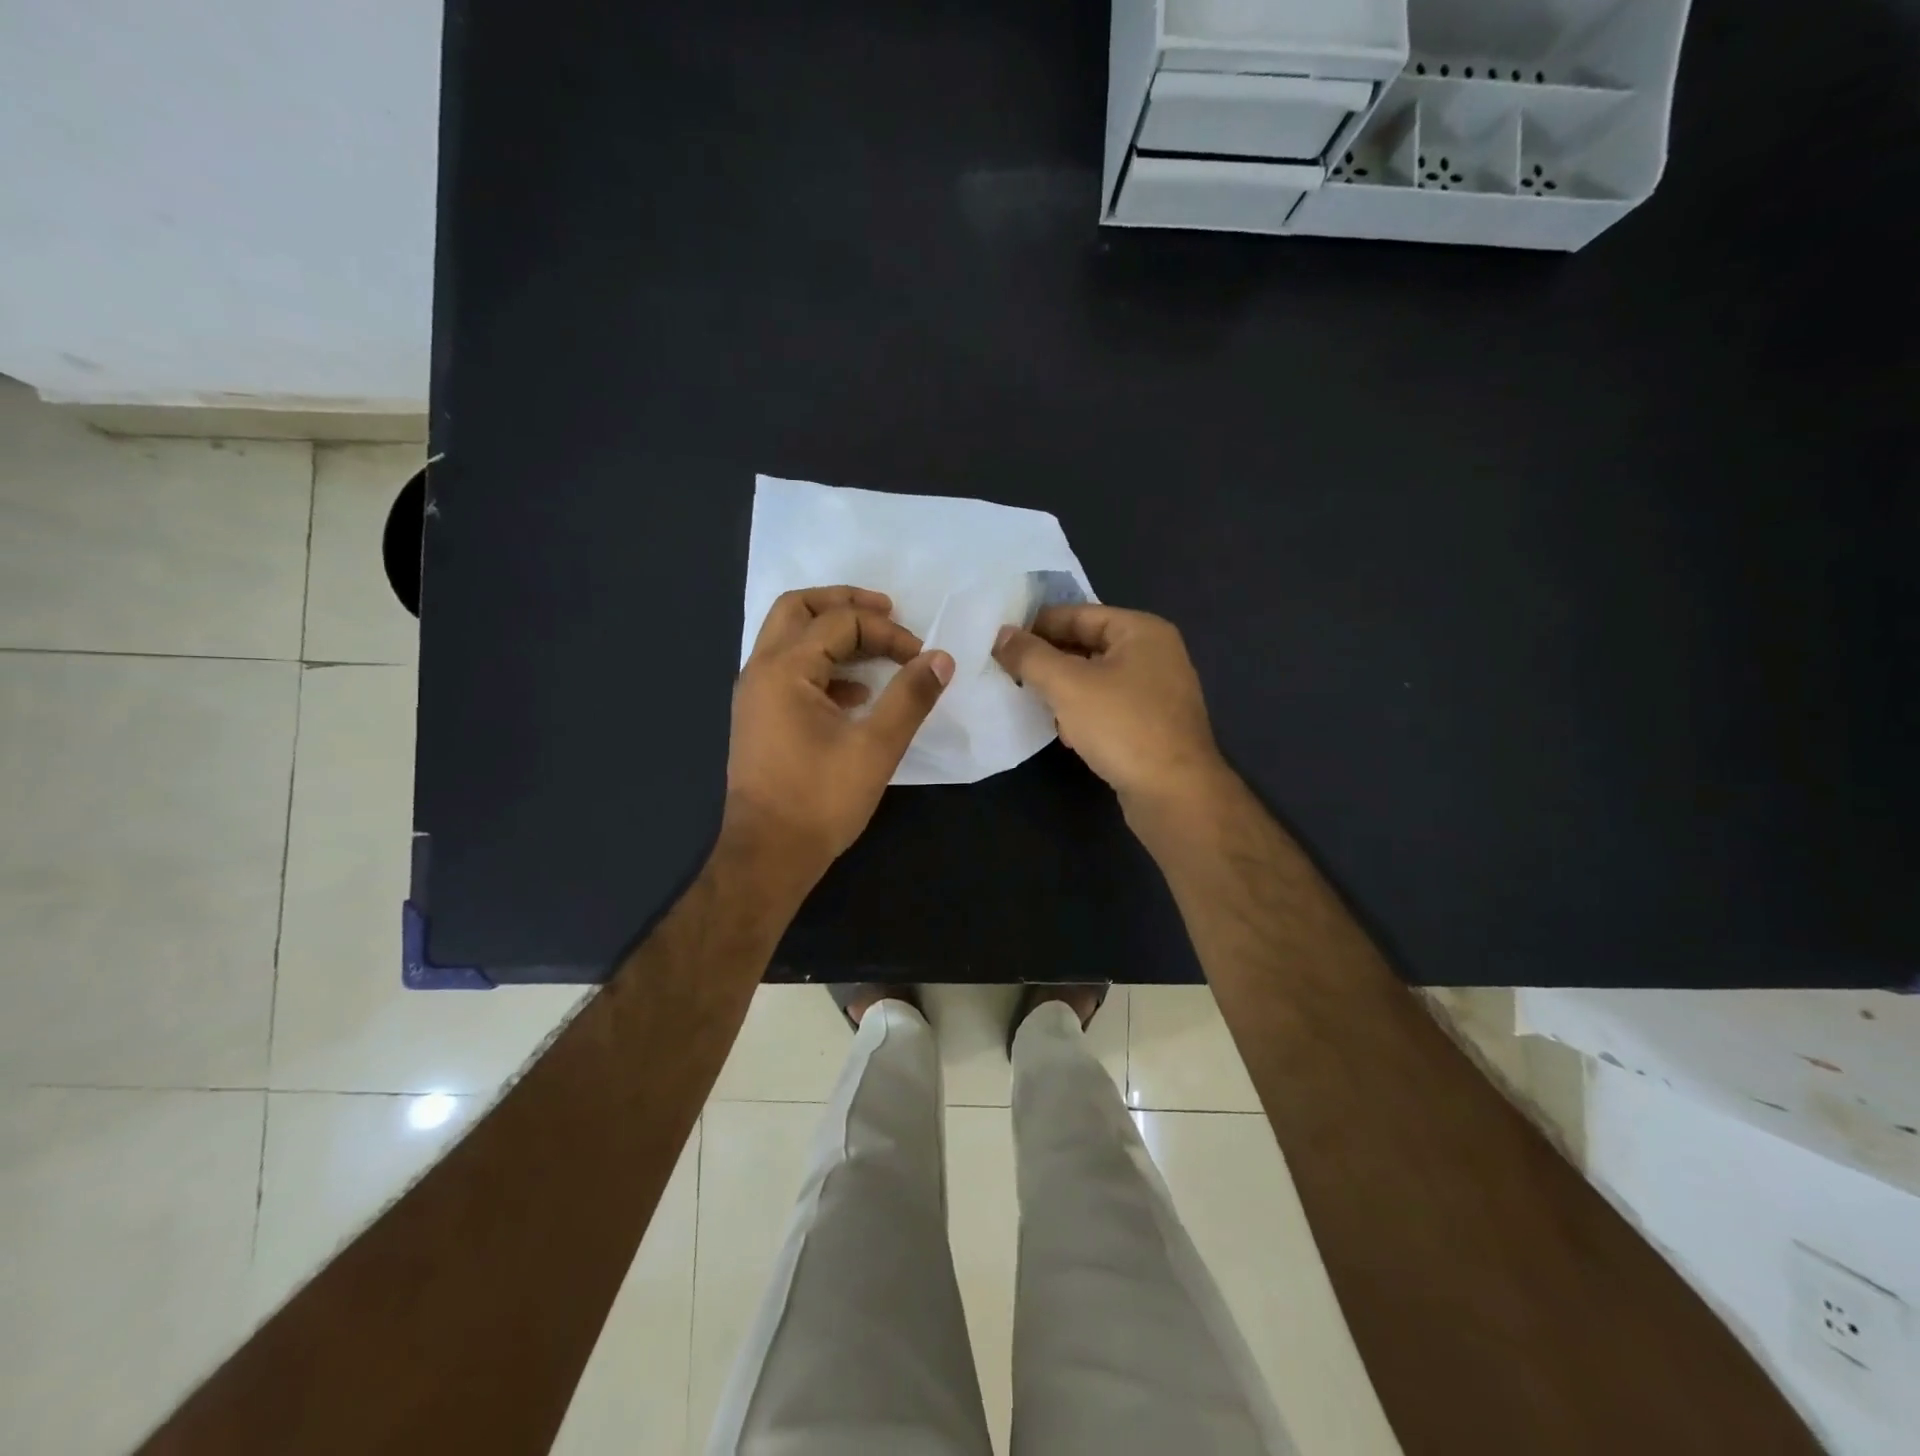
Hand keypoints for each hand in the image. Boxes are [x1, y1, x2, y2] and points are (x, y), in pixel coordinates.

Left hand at [727, 586, 953, 875]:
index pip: (840, 623)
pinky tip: (856, 695)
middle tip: (886, 610)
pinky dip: (823, 667)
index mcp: (784, 670)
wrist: (768, 855)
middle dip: (844, 603)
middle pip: (798, 609)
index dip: (887, 632)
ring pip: (790, 639)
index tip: (920, 658)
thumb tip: (940, 658)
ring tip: (876, 646)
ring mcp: (755, 696)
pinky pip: (790, 671)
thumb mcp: (876, 747)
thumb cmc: (820, 800)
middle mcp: (761, 672)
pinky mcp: (760, 719)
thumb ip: (910, 697)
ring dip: (832, 633)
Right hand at [993, 604, 1225, 809]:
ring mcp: (1157, 693)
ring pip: (1096, 680)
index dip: (1037, 625)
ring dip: (1064, 691)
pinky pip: (1108, 708)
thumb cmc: (1122, 727)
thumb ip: (1030, 656)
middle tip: (1008, 672)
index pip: (1079, 614)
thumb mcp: (1067, 685)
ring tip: (1033, 703)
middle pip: (1087, 646)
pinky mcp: (1153, 726)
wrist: (1175, 794)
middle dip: (1049, 661)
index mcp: (1141, 631)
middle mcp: (1155, 654)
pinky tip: (1068, 735)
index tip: (1001, 641)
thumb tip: (1001, 635)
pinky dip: (1084, 715)